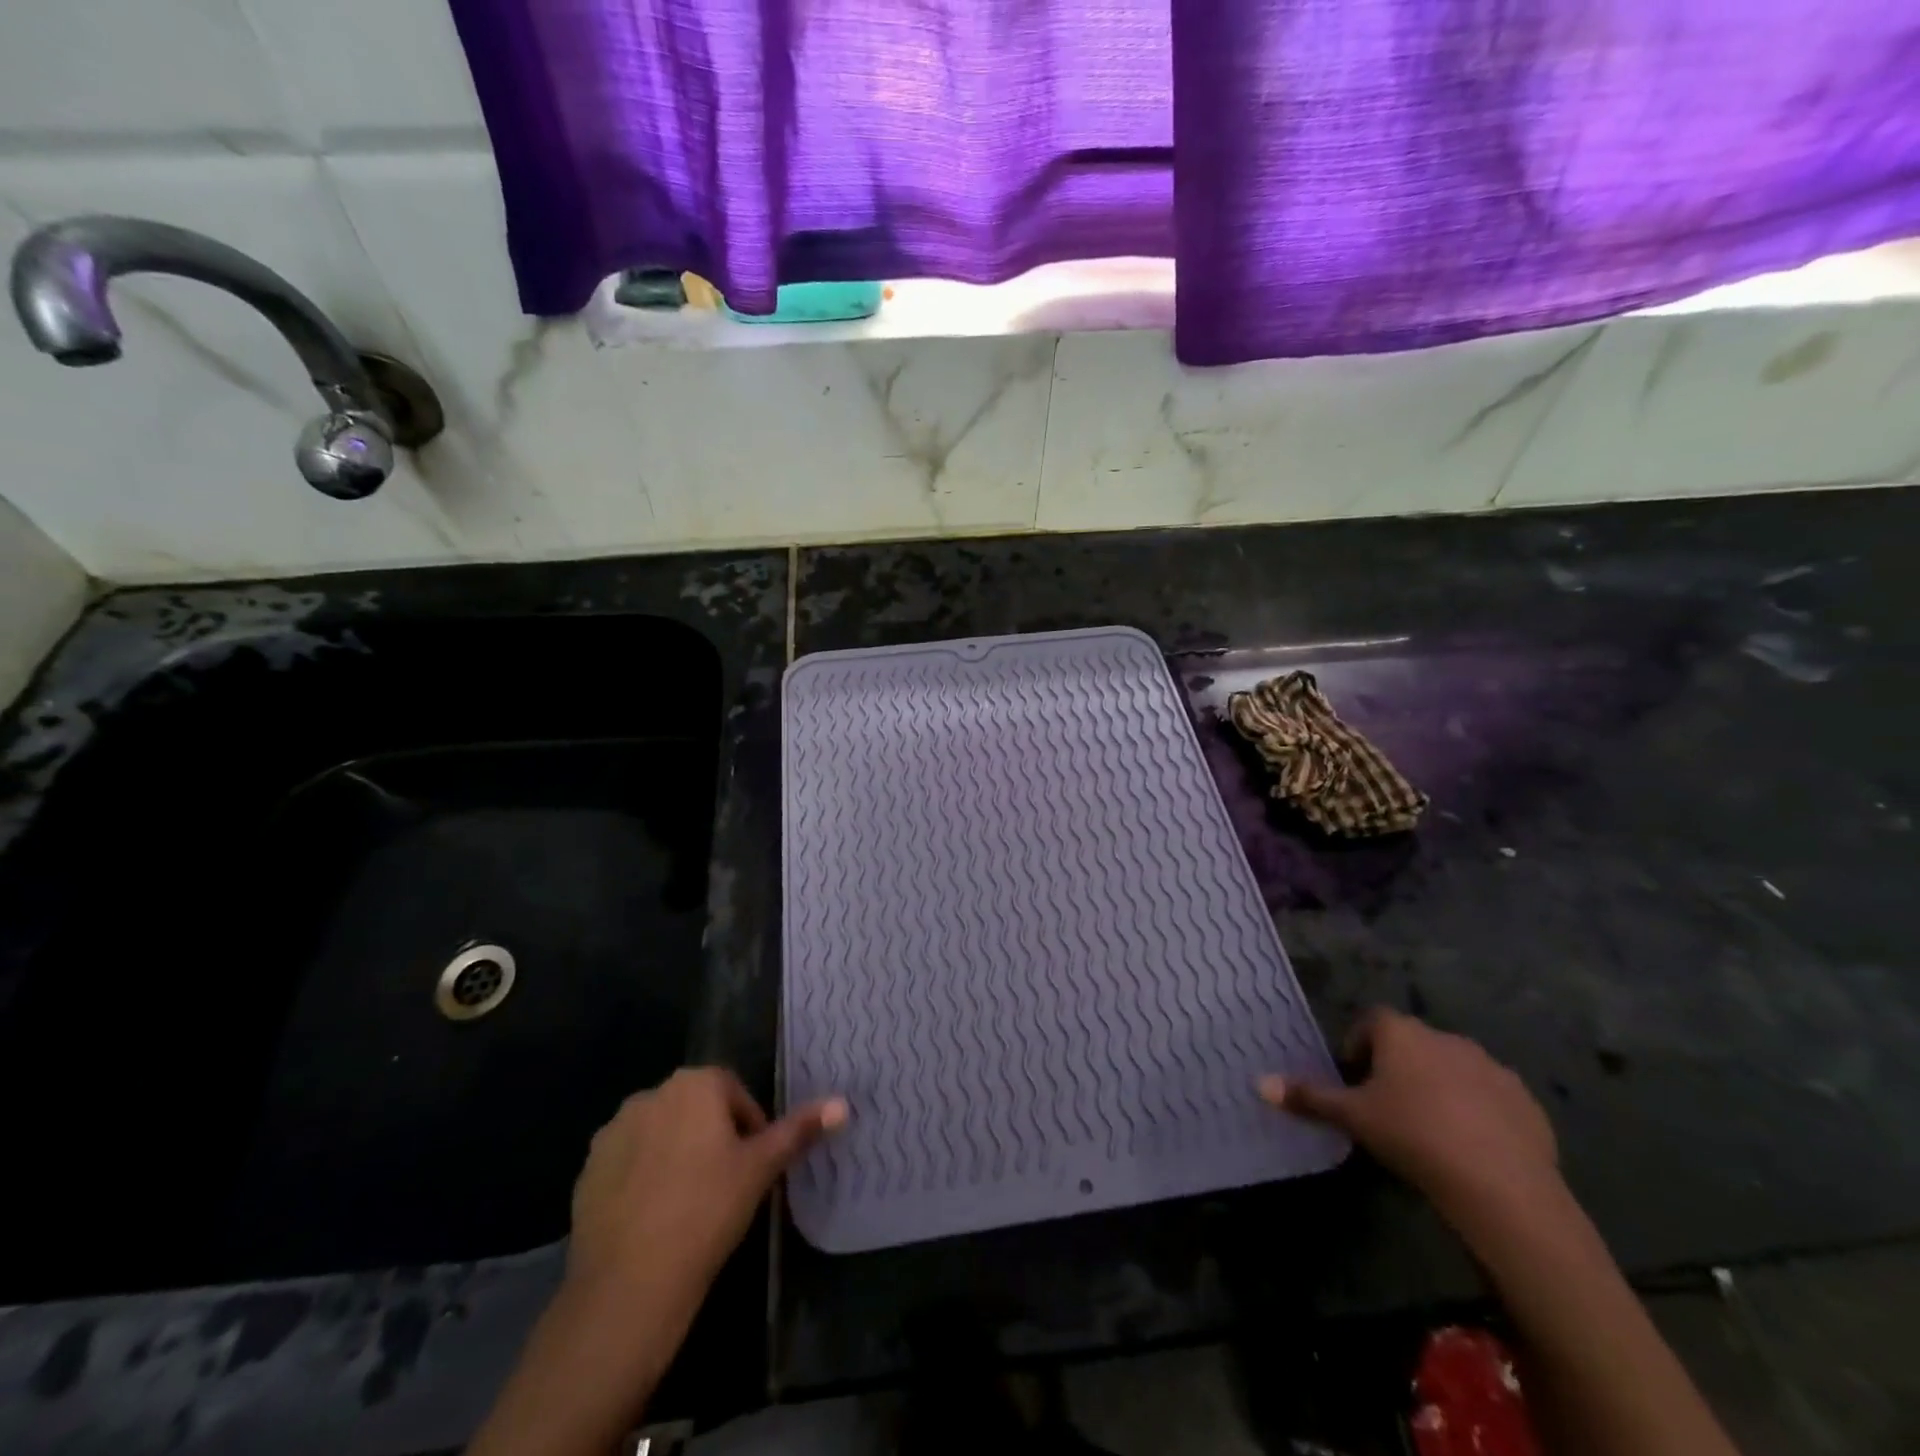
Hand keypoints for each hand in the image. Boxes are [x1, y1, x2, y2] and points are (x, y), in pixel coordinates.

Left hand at [468, 1071, 846, 1455]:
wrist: (628, 1284)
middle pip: (695, 1108)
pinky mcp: (588, 1168)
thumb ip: (799, 1130)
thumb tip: (843, 1103)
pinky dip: (642, 1178)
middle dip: (712, 1136)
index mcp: (695, 1083)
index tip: (753, 1166)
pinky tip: (652, 1218)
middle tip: (726, 1184)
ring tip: (688, 1204)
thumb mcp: (761, 1168)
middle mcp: (652, 1093)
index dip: (748, 1127)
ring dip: (675, 1154)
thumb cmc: (707, 1211)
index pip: (732, 1091)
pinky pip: (626, 1161)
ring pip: (660, 1133)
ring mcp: (614, 1130)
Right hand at [1259, 1008, 1559, 1233]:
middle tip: (1387, 1107)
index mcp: (1402, 1033)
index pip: (1372, 1021)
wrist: (1501, 1186)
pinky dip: (1479, 1111)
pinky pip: (1492, 1097)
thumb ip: (1308, 1097)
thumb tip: (1259, 1083)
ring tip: (1430, 1129)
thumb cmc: (1412, 1136)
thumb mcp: (1352, 1117)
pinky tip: (1472, 1147)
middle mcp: (1445, 1037)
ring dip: (1439, 1087)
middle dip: (1399, 1067)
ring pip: (1453, 1068)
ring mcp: (1491, 1067)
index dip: (1358, 1044)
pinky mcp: (1526, 1101)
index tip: (1354, 1078)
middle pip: (1412, 1043)